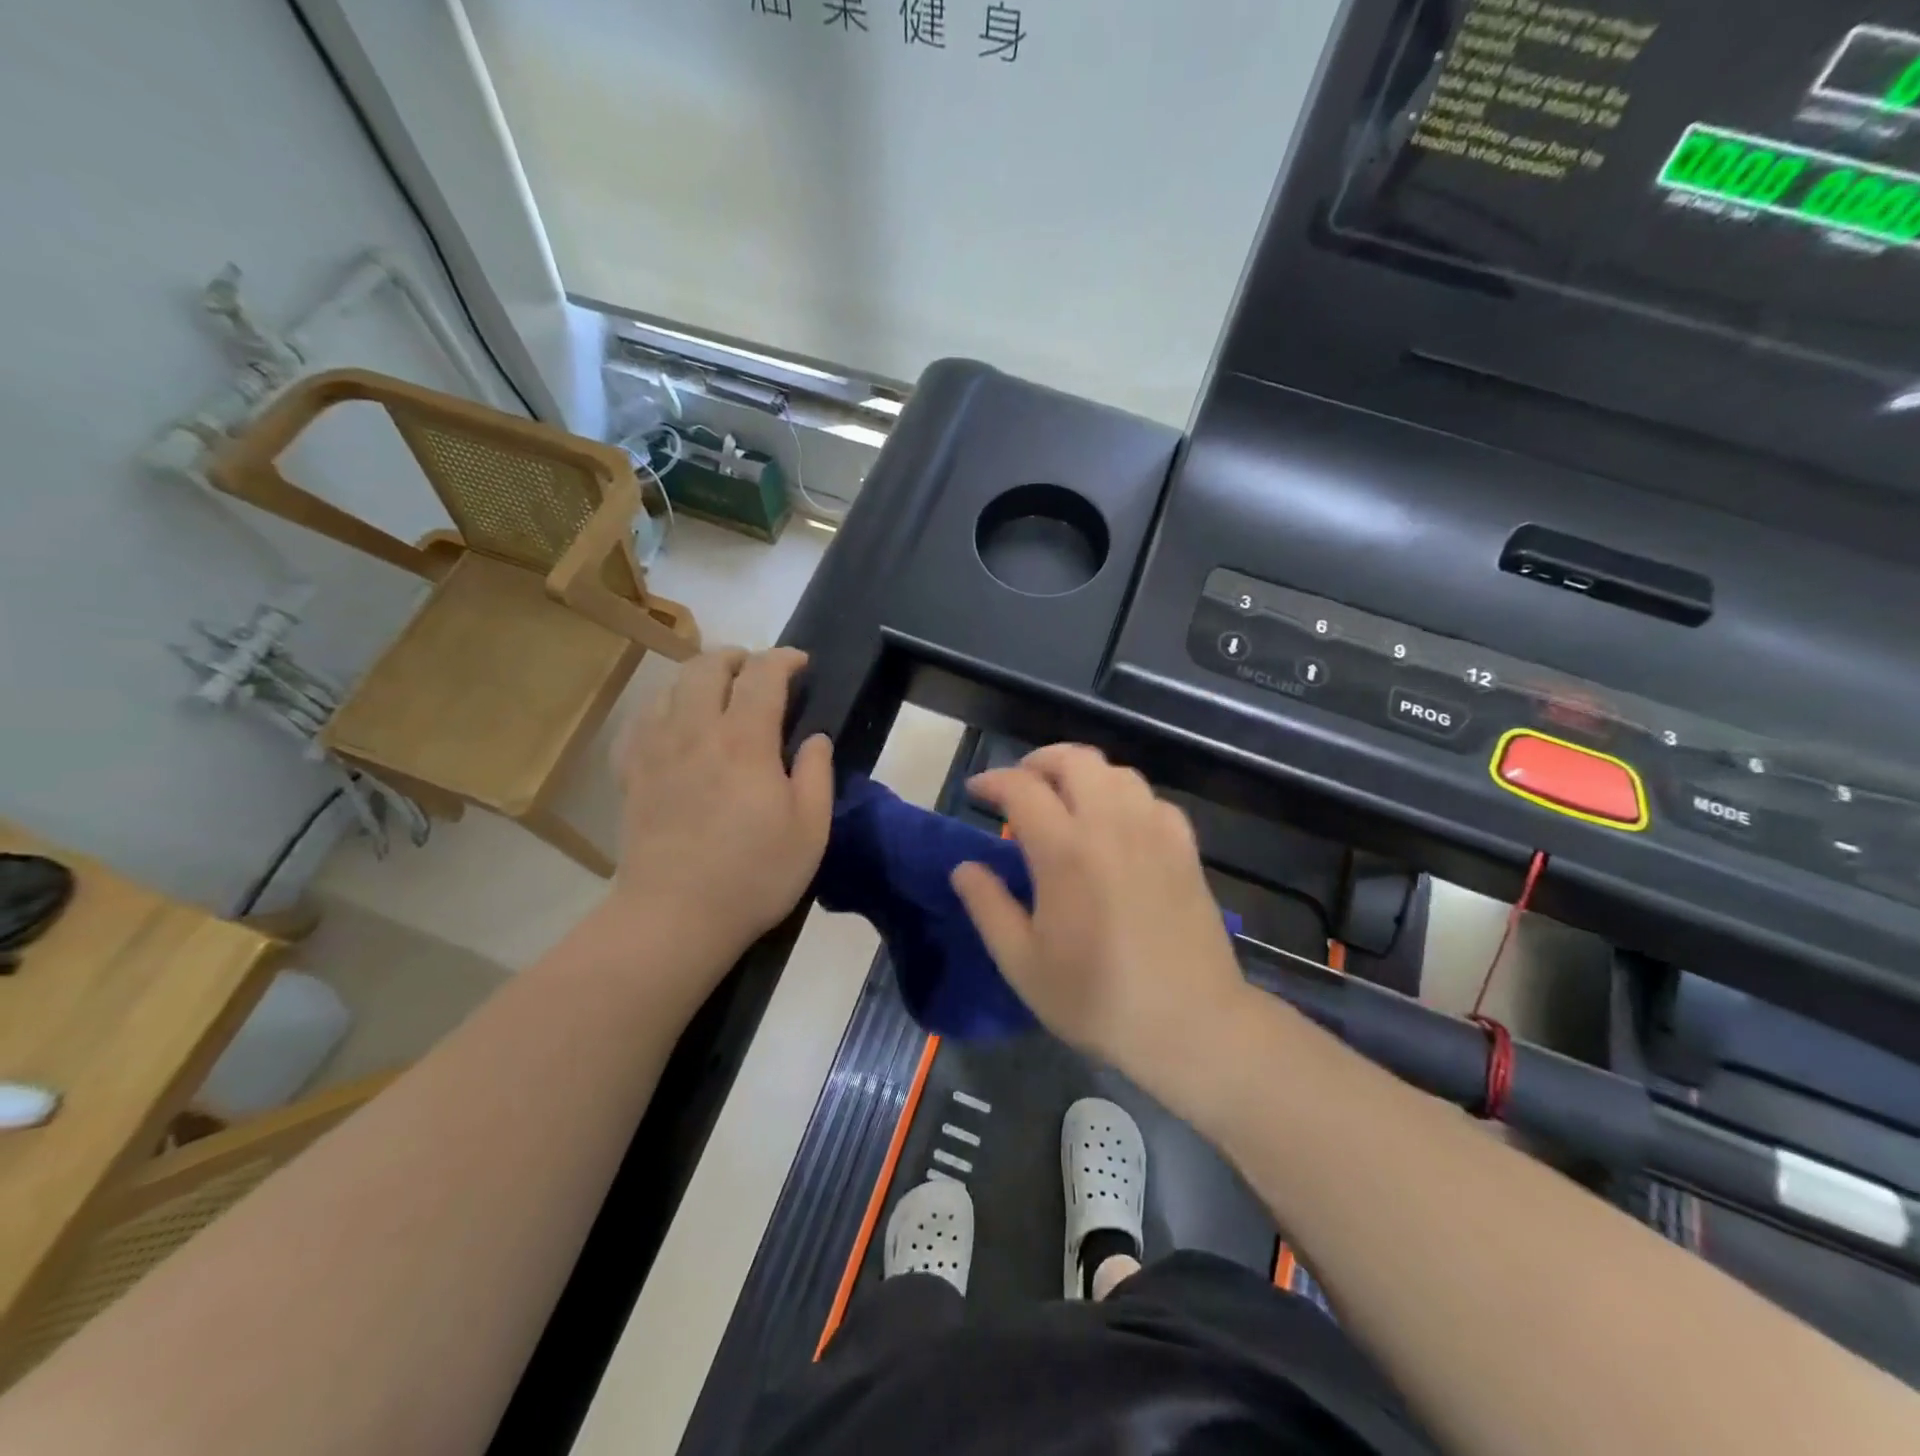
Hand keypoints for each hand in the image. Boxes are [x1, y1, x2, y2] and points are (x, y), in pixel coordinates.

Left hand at [612, 648, 833, 961]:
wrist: (675, 916)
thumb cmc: (754, 874)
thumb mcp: (810, 829)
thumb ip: (817, 774)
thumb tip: (816, 737)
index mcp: (745, 740)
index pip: (763, 674)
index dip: (784, 659)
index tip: (801, 663)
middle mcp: (696, 730)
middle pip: (708, 666)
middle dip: (738, 657)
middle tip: (758, 672)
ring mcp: (656, 750)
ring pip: (671, 686)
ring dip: (699, 677)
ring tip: (717, 692)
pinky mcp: (630, 773)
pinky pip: (640, 720)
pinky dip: (662, 708)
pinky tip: (673, 724)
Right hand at [951, 744, 1249, 1083]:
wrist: (1191, 1023)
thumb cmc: (1097, 999)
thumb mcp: (1023, 963)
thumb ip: (988, 907)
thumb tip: (965, 867)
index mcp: (1065, 850)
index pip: (1022, 788)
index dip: (992, 780)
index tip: (975, 791)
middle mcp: (1111, 825)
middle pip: (1075, 760)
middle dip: (1040, 761)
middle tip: (1021, 786)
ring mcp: (1154, 831)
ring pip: (1117, 772)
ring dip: (1083, 774)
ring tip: (1066, 800)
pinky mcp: (1185, 848)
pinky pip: (1151, 799)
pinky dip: (1124, 797)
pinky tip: (1117, 825)